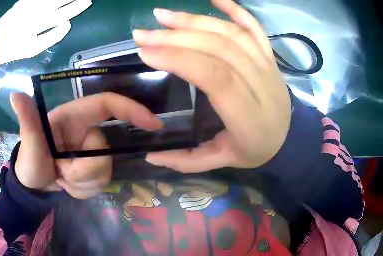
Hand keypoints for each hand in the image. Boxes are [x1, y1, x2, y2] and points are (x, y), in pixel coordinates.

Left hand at [0, 0, 91, 66]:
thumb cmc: (12, 49)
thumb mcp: (31, 49)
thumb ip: (50, 38)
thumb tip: (67, 24)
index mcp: (39, 26)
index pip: (62, 15)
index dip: (75, 8)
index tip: (86, 3)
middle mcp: (36, 14)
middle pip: (58, 3)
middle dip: (73, 0)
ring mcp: (29, 8)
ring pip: (50, 1)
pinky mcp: (22, 4)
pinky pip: (36, 0)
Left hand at [10, 92, 161, 197]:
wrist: (33, 184)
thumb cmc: (29, 160)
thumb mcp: (28, 143)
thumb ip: (27, 120)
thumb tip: (16, 94)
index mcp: (74, 117)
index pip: (108, 104)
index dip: (132, 110)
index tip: (153, 124)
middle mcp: (87, 132)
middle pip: (106, 152)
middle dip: (85, 171)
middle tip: (62, 175)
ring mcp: (92, 152)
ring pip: (106, 171)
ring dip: (83, 183)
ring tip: (62, 180)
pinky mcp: (94, 168)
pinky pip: (102, 183)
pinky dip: (85, 190)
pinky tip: (69, 186)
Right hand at [134, 0, 290, 171]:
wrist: (289, 139)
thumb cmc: (256, 150)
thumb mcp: (222, 162)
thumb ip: (187, 161)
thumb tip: (149, 154)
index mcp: (249, 116)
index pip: (214, 76)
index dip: (179, 59)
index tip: (146, 53)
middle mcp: (262, 84)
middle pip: (219, 48)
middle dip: (176, 37)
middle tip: (143, 33)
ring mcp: (268, 65)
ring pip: (231, 33)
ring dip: (195, 20)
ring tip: (163, 16)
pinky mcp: (270, 56)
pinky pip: (254, 27)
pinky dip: (235, 9)